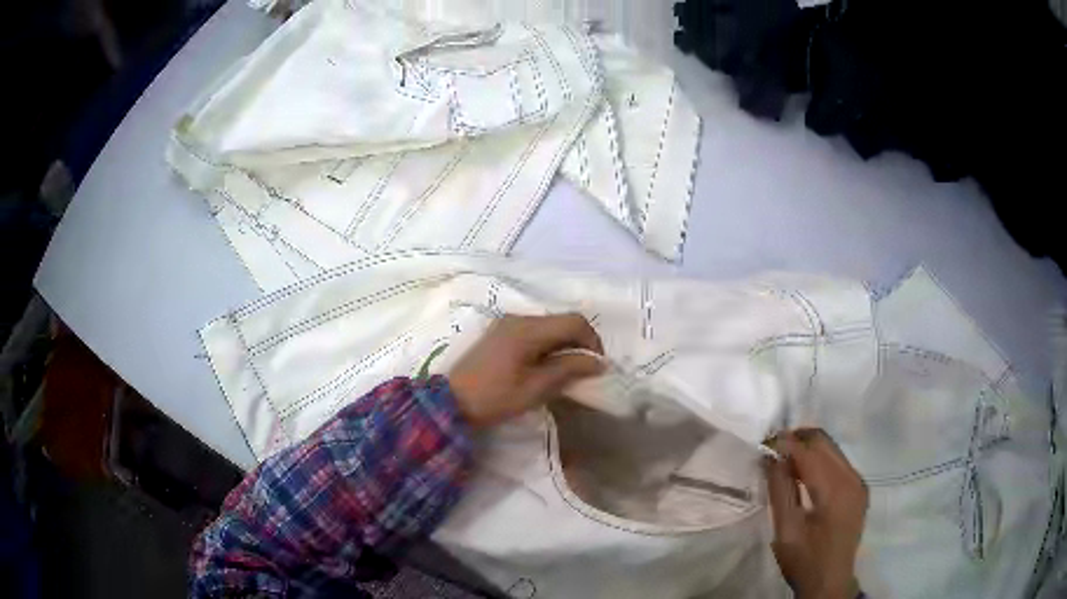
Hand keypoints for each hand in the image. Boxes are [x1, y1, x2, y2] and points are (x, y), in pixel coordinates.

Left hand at [449, 314, 603, 427]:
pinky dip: (548, 344)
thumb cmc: (495, 397)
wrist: (451, 402)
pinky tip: (546, 365)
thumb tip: (598, 362)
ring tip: (567, 370)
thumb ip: (568, 369)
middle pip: (561, 321)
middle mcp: (518, 318)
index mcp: (528, 329)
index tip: (597, 366)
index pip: (574, 322)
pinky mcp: (500, 332)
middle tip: (585, 370)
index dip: (592, 341)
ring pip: (548, 325)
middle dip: (579, 343)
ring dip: (564, 343)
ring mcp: (507, 323)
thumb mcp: (536, 388)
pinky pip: (534, 331)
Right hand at [765, 429, 867, 598]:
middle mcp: (852, 478)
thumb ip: (780, 490)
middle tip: (772, 449)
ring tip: (784, 461)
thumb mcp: (786, 529)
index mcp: (836, 489)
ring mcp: (858, 483)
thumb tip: (771, 456)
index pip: (809, 452)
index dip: (785, 443)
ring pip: (832, 450)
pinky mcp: (858, 490)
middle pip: (825, 443)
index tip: (763, 442)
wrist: (830, 583)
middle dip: (798, 440)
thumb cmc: (804, 559)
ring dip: (808, 449)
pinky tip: (803, 475)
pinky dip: (819, 461)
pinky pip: (838, 463)